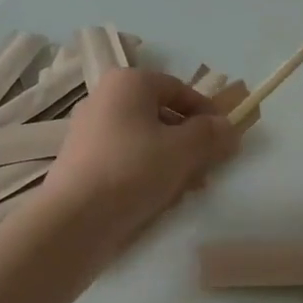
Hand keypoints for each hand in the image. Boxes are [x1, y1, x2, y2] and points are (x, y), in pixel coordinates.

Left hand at [41, 69, 240, 247]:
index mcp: (128, 82)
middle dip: (189, 141)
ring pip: (144, 139)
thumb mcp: (183, 150)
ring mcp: (89, 131)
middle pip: (161, 115)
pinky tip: (159, 198)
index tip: (226, 139)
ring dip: (172, 160)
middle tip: (209, 168)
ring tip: (188, 189)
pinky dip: (146, 172)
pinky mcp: (82, 161)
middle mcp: (104, 99)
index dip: (207, 113)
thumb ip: (210, 134)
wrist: (74, 219)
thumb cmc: (133, 170)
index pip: (179, 89)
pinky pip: (125, 159)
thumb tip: (227, 126)